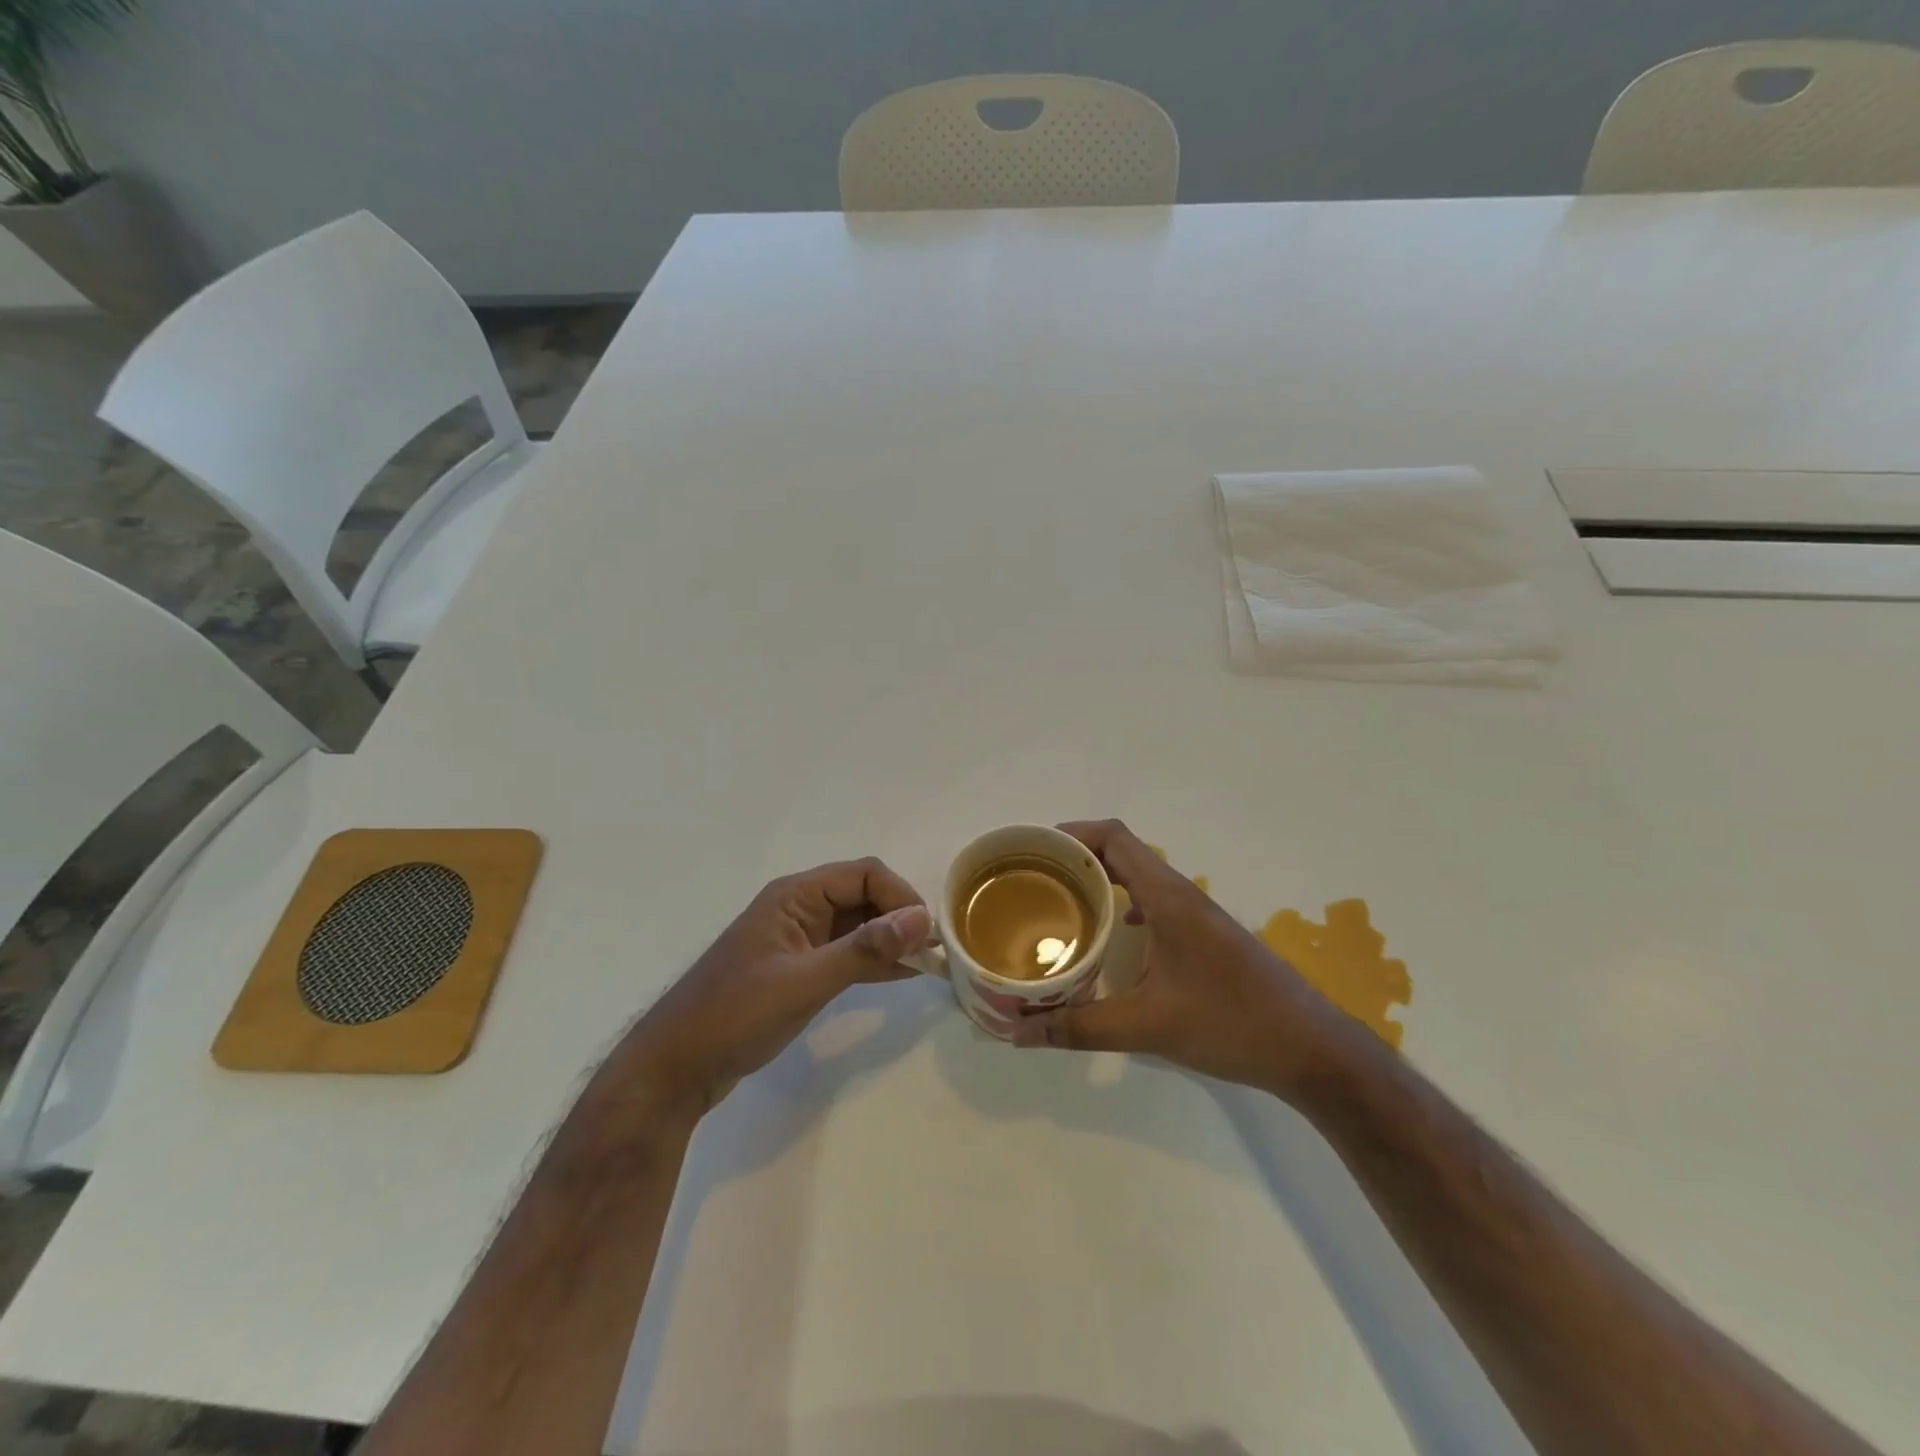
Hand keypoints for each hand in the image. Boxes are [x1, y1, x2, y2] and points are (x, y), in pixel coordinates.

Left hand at [609, 859, 931, 1115]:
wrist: (676, 1067)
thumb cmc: (735, 1015)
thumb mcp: (805, 982)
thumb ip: (864, 950)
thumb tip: (922, 919)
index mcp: (795, 895)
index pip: (864, 874)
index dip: (900, 898)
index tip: (926, 934)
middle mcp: (799, 907)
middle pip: (863, 895)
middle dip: (899, 917)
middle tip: (933, 951)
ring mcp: (798, 938)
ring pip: (857, 924)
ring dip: (890, 939)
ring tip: (928, 963)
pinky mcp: (798, 967)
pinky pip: (846, 952)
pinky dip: (873, 960)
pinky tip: (902, 974)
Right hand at [1012, 820, 1339, 1098]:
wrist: (1312, 1050)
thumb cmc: (1232, 1024)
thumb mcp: (1148, 1027)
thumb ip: (1080, 1026)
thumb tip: (1018, 1032)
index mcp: (1168, 897)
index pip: (1113, 837)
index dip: (1070, 834)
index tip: (1031, 851)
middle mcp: (1181, 895)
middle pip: (1120, 852)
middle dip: (1074, 859)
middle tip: (1031, 881)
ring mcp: (1196, 915)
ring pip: (1137, 878)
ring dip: (1098, 882)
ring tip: (1059, 905)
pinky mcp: (1204, 937)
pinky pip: (1153, 904)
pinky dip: (1122, 907)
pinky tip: (1110, 937)